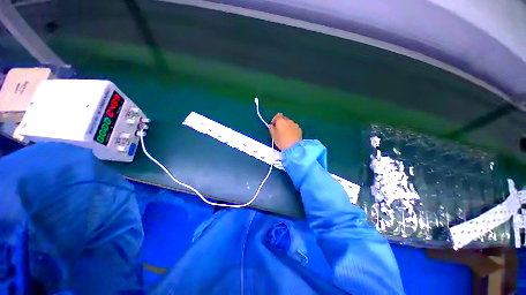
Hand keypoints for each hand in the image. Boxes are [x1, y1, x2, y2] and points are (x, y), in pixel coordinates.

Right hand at [268, 113, 302, 150]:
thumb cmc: (282, 141)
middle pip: (284, 119)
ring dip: (286, 126)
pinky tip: (290, 136)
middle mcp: (289, 120)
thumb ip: (271, 129)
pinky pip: (294, 127)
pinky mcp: (299, 129)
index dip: (274, 120)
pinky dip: (291, 130)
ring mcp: (295, 124)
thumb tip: (271, 125)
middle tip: (279, 131)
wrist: (294, 147)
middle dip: (281, 123)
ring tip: (285, 134)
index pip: (277, 115)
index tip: (273, 126)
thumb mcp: (273, 136)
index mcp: (281, 120)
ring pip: (289, 123)